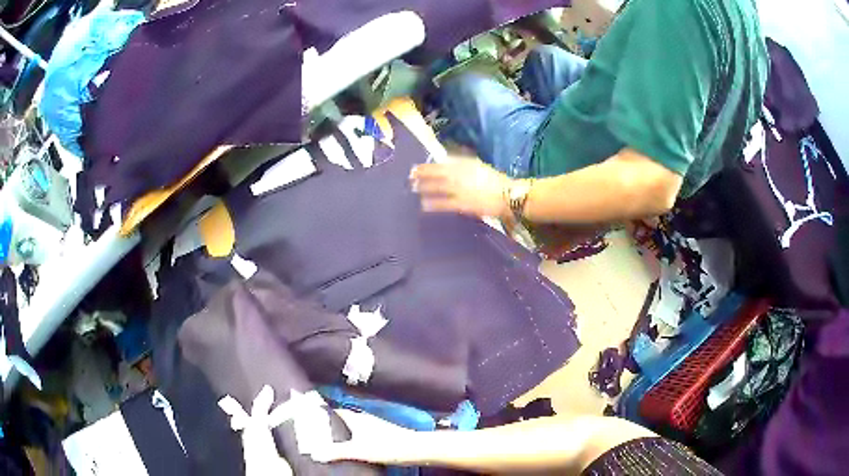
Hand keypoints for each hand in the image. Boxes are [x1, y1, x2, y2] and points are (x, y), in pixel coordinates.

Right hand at [311, 409, 414, 464]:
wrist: (415, 449)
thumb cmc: (387, 446)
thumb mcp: (359, 450)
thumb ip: (337, 452)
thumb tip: (315, 453)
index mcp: (356, 418)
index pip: (335, 411)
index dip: (322, 413)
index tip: (308, 417)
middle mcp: (364, 419)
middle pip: (342, 418)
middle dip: (330, 423)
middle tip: (315, 431)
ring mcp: (374, 427)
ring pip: (352, 426)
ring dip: (341, 431)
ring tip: (328, 440)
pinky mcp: (381, 435)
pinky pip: (360, 434)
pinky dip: (352, 438)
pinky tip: (349, 447)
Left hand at [410, 158, 512, 219]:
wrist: (509, 195)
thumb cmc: (496, 181)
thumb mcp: (479, 167)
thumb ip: (464, 164)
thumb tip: (448, 162)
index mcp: (466, 165)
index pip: (442, 164)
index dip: (427, 166)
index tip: (415, 168)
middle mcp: (461, 175)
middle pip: (437, 173)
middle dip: (422, 175)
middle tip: (409, 177)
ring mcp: (461, 189)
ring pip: (438, 187)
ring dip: (424, 187)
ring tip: (413, 188)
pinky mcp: (463, 204)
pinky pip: (444, 204)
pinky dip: (433, 204)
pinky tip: (423, 205)